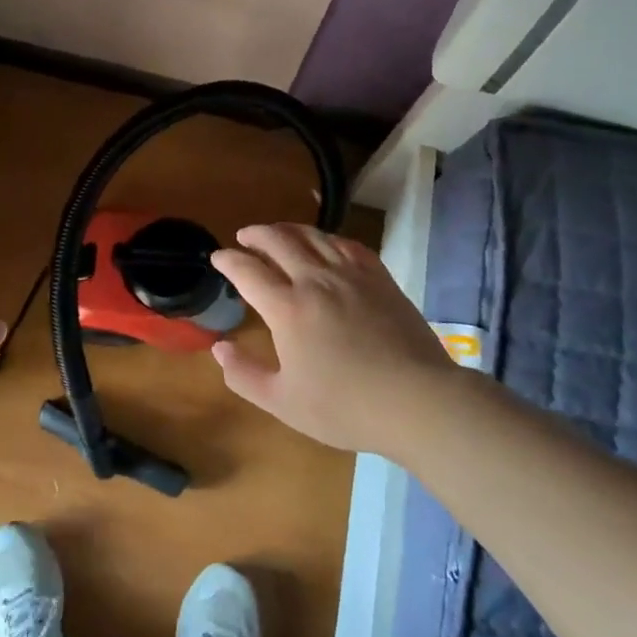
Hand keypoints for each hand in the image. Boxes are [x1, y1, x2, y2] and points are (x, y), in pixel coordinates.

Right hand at [209, 223, 456, 456]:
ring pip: (313, 236)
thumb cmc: (346, 407)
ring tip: (278, 232)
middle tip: (244, 236)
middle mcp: (315, 280)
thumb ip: (245, 375)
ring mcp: (350, 275)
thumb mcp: (284, 403)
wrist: (418, 401)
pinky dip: (328, 238)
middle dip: (255, 234)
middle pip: (278, 241)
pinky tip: (326, 243)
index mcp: (287, 308)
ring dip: (288, 229)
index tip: (218, 258)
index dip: (228, 260)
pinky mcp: (379, 278)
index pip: (248, 271)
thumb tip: (219, 348)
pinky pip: (348, 244)